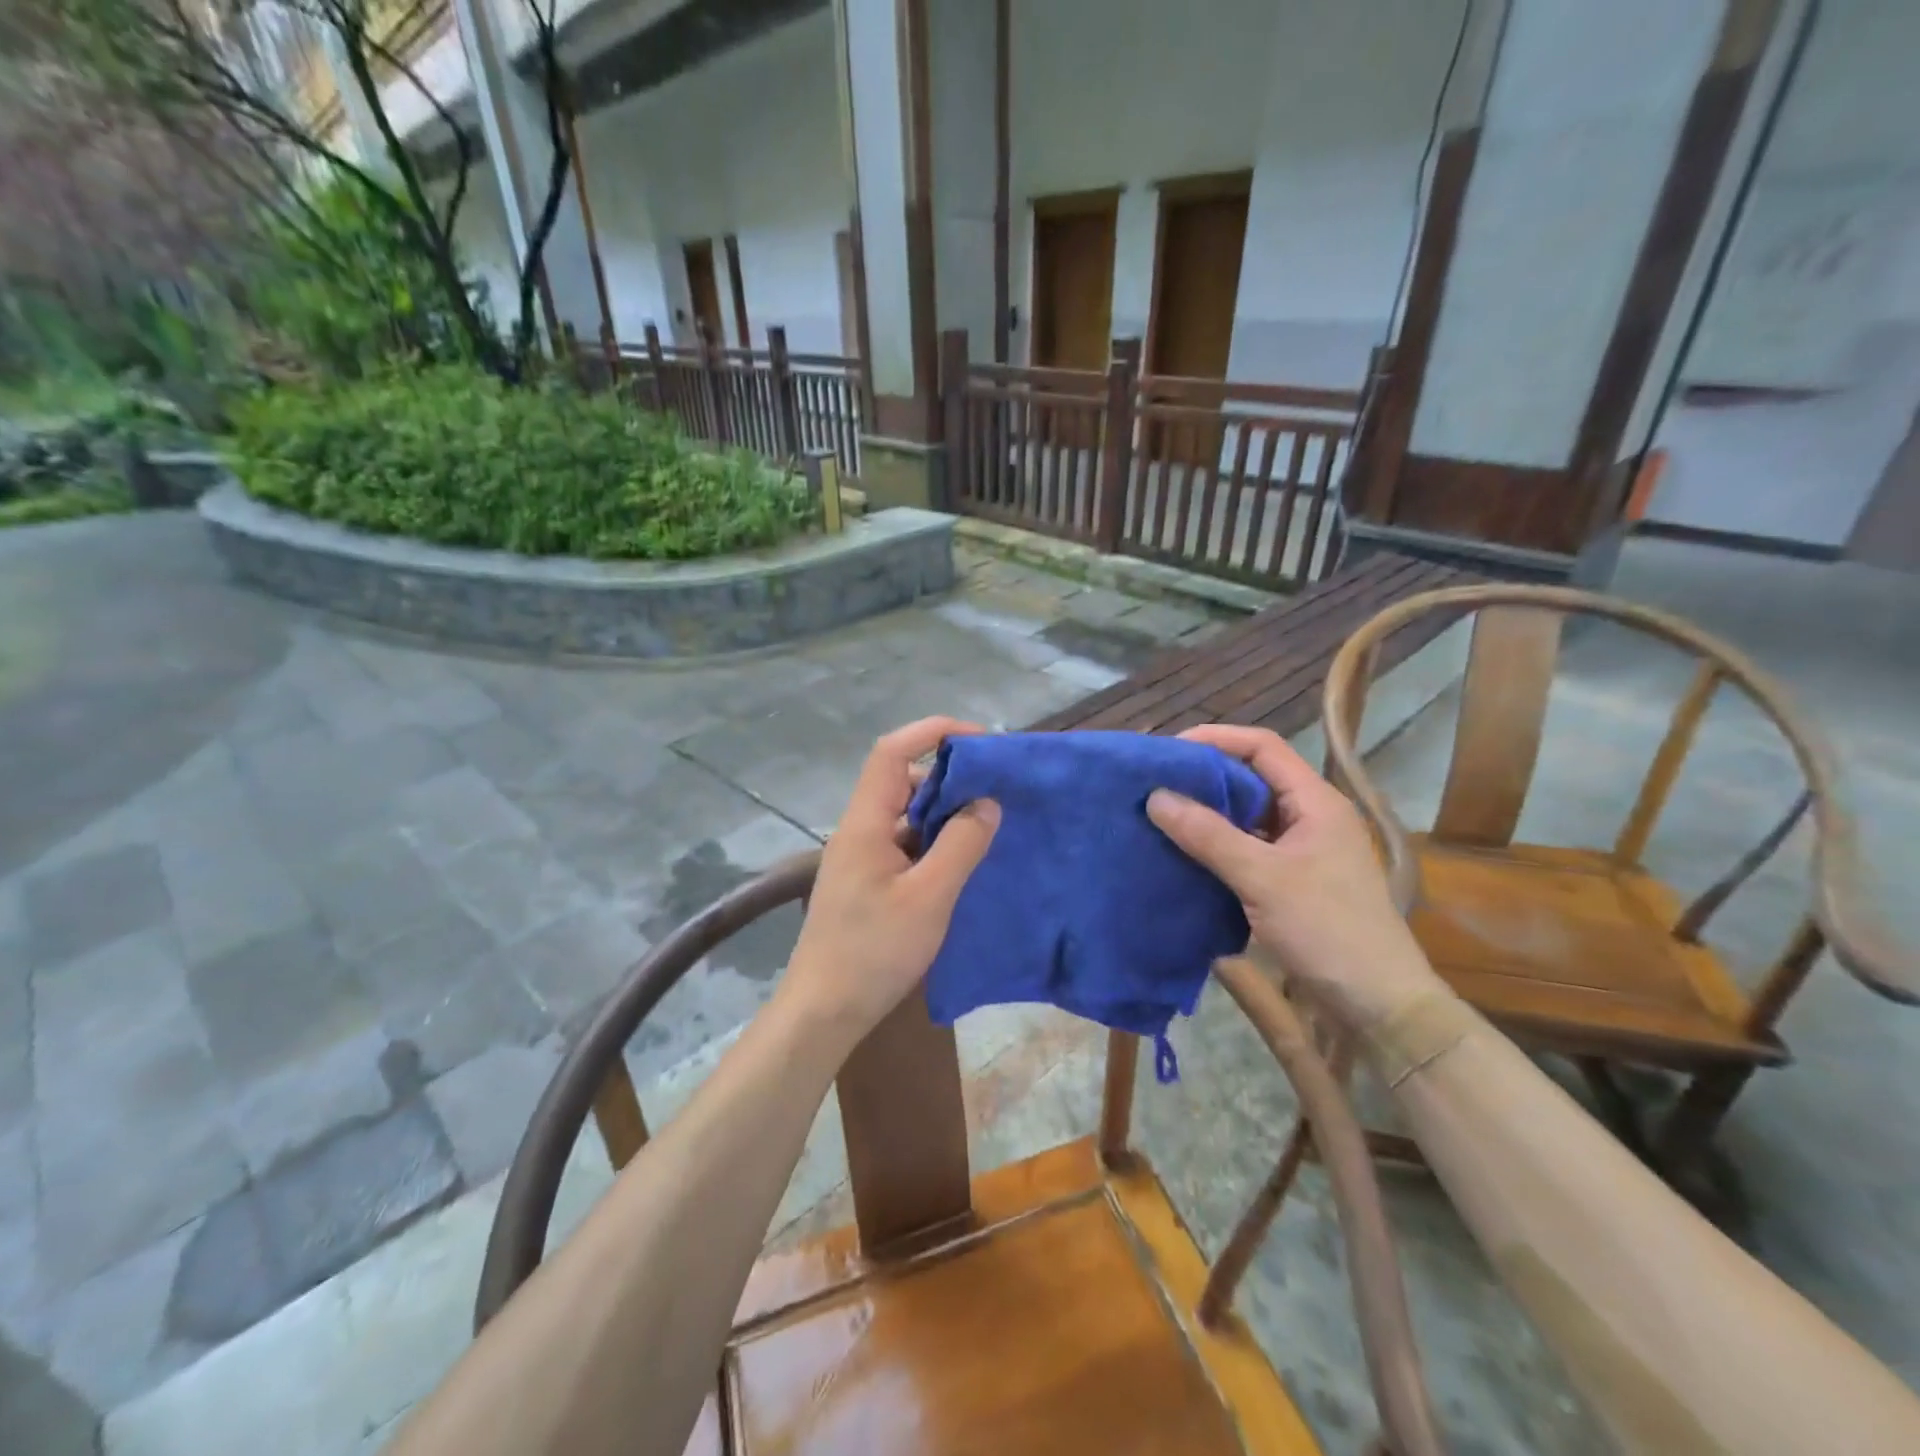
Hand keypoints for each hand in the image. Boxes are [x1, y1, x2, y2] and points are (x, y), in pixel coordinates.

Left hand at [781, 717, 1000, 1044]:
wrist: (824, 1011)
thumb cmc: (874, 952)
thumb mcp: (929, 897)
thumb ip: (961, 845)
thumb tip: (987, 802)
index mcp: (866, 822)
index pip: (892, 751)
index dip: (933, 732)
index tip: (980, 741)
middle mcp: (860, 830)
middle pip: (902, 780)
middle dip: (949, 775)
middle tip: (996, 788)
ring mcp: (861, 856)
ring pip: (906, 814)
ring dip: (945, 811)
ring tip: (989, 823)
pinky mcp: (868, 881)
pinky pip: (906, 843)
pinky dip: (935, 841)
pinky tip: (964, 860)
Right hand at [1146, 724, 1440, 1027]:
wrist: (1378, 1003)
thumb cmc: (1327, 929)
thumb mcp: (1262, 878)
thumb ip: (1208, 835)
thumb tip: (1155, 796)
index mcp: (1315, 801)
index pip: (1262, 747)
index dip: (1216, 739)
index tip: (1169, 752)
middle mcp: (1310, 816)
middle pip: (1252, 777)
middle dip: (1205, 777)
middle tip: (1156, 783)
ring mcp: (1302, 850)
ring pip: (1247, 815)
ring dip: (1208, 813)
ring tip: (1161, 815)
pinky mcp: (1292, 880)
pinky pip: (1247, 847)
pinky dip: (1216, 845)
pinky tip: (1185, 854)